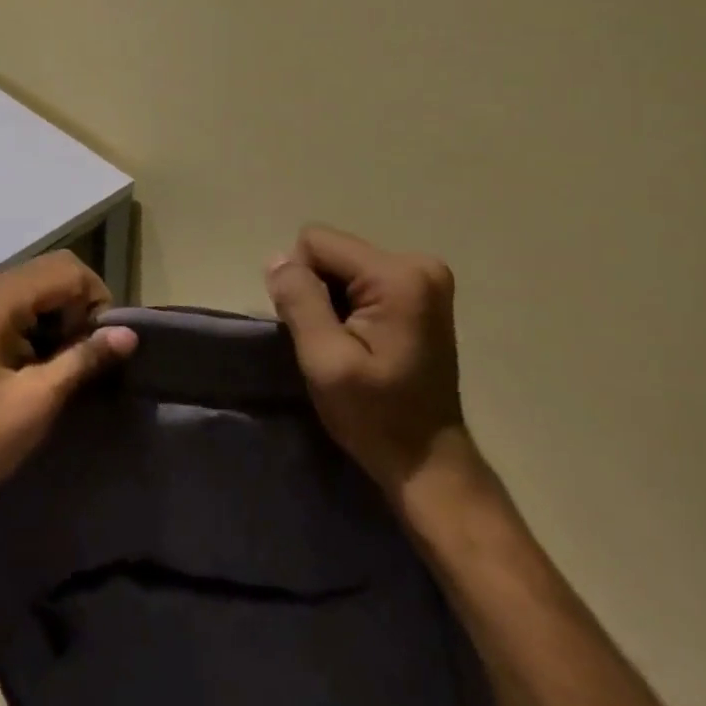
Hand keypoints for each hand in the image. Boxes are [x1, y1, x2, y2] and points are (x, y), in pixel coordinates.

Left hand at [0, 251, 136, 515]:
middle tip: (88, 354)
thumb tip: (129, 334)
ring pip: (39, 288)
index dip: (95, 301)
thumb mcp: (38, 399)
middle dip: (81, 306)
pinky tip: (44, 364)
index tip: (102, 347)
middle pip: (53, 272)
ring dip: (62, 316)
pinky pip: (21, 306)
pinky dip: (42, 325)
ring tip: (69, 362)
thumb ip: (84, 358)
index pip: (66, 270)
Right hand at [266, 225, 468, 499]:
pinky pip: (360, 277)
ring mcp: (424, 277)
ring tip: (347, 344)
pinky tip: (361, 341)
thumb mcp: (325, 360)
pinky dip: (349, 304)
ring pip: (342, 264)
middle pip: (331, 251)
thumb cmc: (376, 416)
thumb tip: (277, 259)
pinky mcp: (421, 292)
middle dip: (318, 290)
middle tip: (331, 341)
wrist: (428, 462)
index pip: (316, 242)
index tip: (317, 329)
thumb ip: (299, 301)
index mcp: (399, 275)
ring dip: (332, 299)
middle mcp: (418, 264)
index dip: (301, 282)